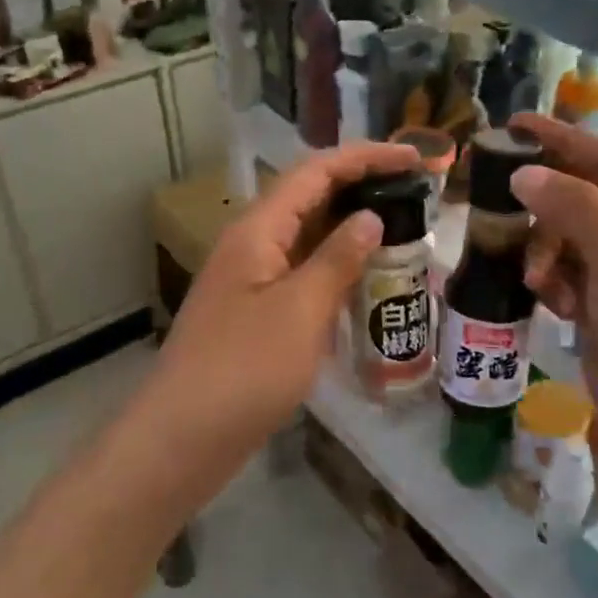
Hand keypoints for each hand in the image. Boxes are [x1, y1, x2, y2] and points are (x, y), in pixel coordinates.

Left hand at [126, 141, 420, 506]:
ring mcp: (252, 281)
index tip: (413, 159)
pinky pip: (303, 276)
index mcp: (258, 231)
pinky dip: (337, 272)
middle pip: (311, 199)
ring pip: (308, 240)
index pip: (316, 172)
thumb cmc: (244, 370)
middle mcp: (252, 246)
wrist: (183, 439)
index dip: (365, 158)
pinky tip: (367, 285)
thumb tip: (370, 218)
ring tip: (402, 234)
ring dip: (352, 232)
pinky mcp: (257, 315)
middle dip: (362, 189)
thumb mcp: (300, 310)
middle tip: (415, 196)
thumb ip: (337, 260)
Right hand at [507, 114, 597, 486]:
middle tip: (496, 200)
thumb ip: (576, 210)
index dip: (561, 140)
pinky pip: (562, 270)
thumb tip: (524, 173)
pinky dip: (550, 280)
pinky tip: (551, 302)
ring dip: (544, 251)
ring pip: (564, 235)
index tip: (512, 125)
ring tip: (537, 278)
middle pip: (582, 197)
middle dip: (545, 208)